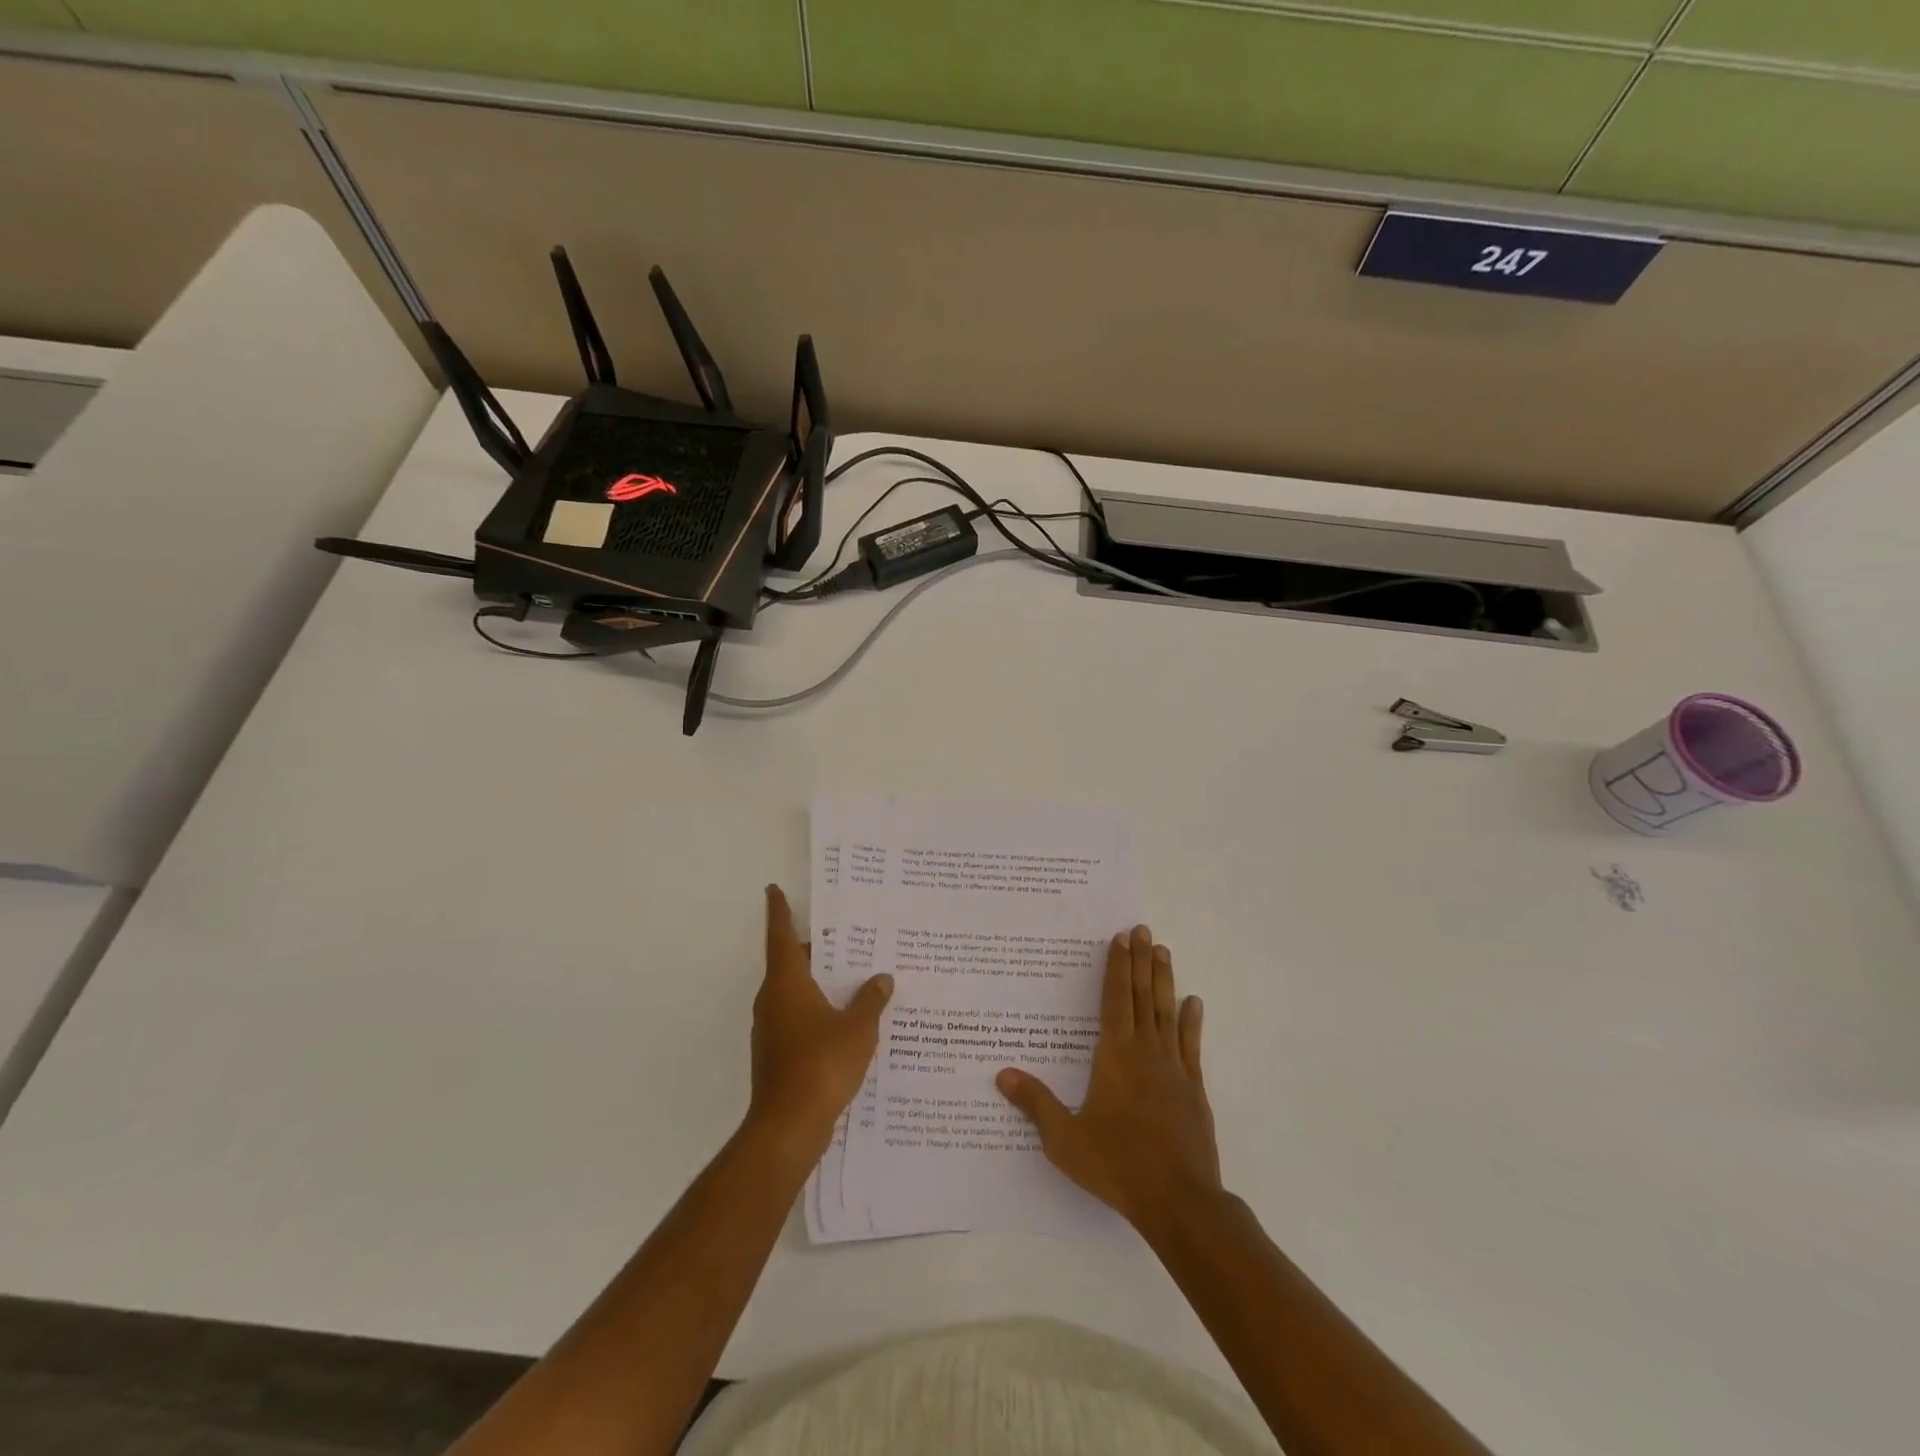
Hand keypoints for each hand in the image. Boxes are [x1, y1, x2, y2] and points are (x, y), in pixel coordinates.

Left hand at [747, 885, 892, 1161]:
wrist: (788, 1127)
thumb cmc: (821, 1064)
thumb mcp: (858, 1028)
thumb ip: (871, 1000)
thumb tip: (881, 978)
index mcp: (787, 983)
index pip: (781, 936)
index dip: (779, 911)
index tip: (773, 889)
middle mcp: (773, 1001)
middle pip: (792, 964)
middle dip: (817, 950)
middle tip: (847, 936)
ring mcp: (772, 1030)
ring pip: (796, 993)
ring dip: (820, 983)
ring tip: (855, 976)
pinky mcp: (777, 1055)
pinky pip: (800, 1019)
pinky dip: (820, 1011)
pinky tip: (848, 1020)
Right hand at [997, 924, 1221, 1234]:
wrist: (1179, 1201)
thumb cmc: (1117, 1165)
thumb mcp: (1065, 1139)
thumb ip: (1035, 1103)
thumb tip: (1002, 1074)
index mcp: (1114, 1057)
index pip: (1115, 1000)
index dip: (1117, 968)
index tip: (1120, 939)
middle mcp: (1145, 1052)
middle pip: (1142, 997)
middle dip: (1140, 961)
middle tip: (1142, 929)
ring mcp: (1173, 1069)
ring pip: (1167, 1013)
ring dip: (1164, 980)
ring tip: (1163, 951)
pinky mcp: (1194, 1089)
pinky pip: (1191, 1046)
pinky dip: (1191, 1022)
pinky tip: (1193, 1003)